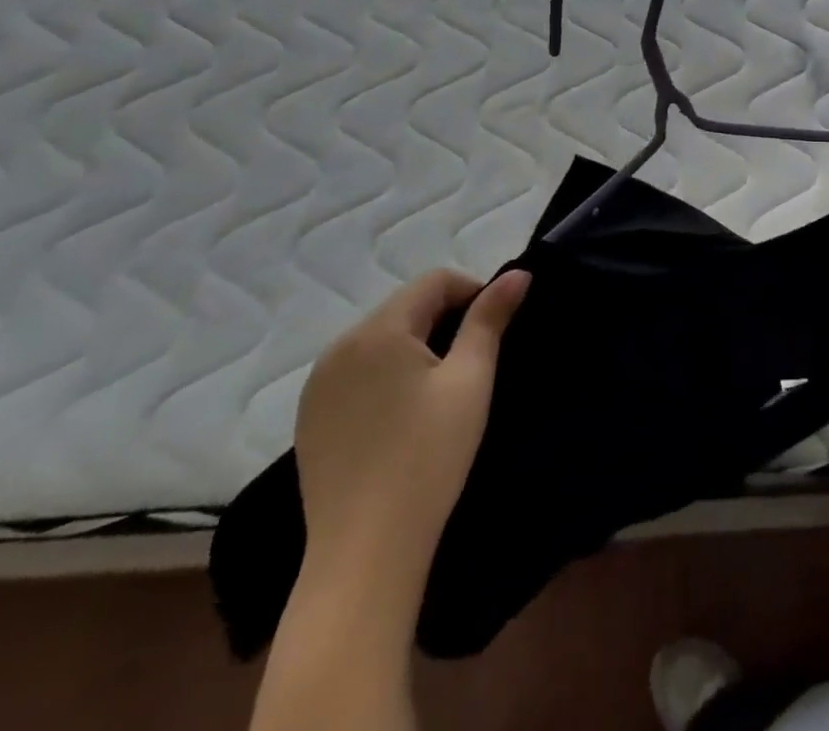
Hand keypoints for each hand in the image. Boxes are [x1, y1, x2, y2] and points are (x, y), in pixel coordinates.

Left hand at [293, 268, 529, 582]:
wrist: (364, 554)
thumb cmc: (427, 457)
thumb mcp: (470, 380)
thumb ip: (490, 319)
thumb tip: (518, 274)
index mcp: (378, 331)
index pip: (434, 281)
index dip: (472, 292)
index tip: (495, 328)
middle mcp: (339, 347)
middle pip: (405, 307)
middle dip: (444, 319)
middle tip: (474, 361)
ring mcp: (317, 385)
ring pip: (380, 340)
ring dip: (416, 346)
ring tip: (441, 389)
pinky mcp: (310, 418)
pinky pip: (357, 372)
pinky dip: (386, 375)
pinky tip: (402, 416)